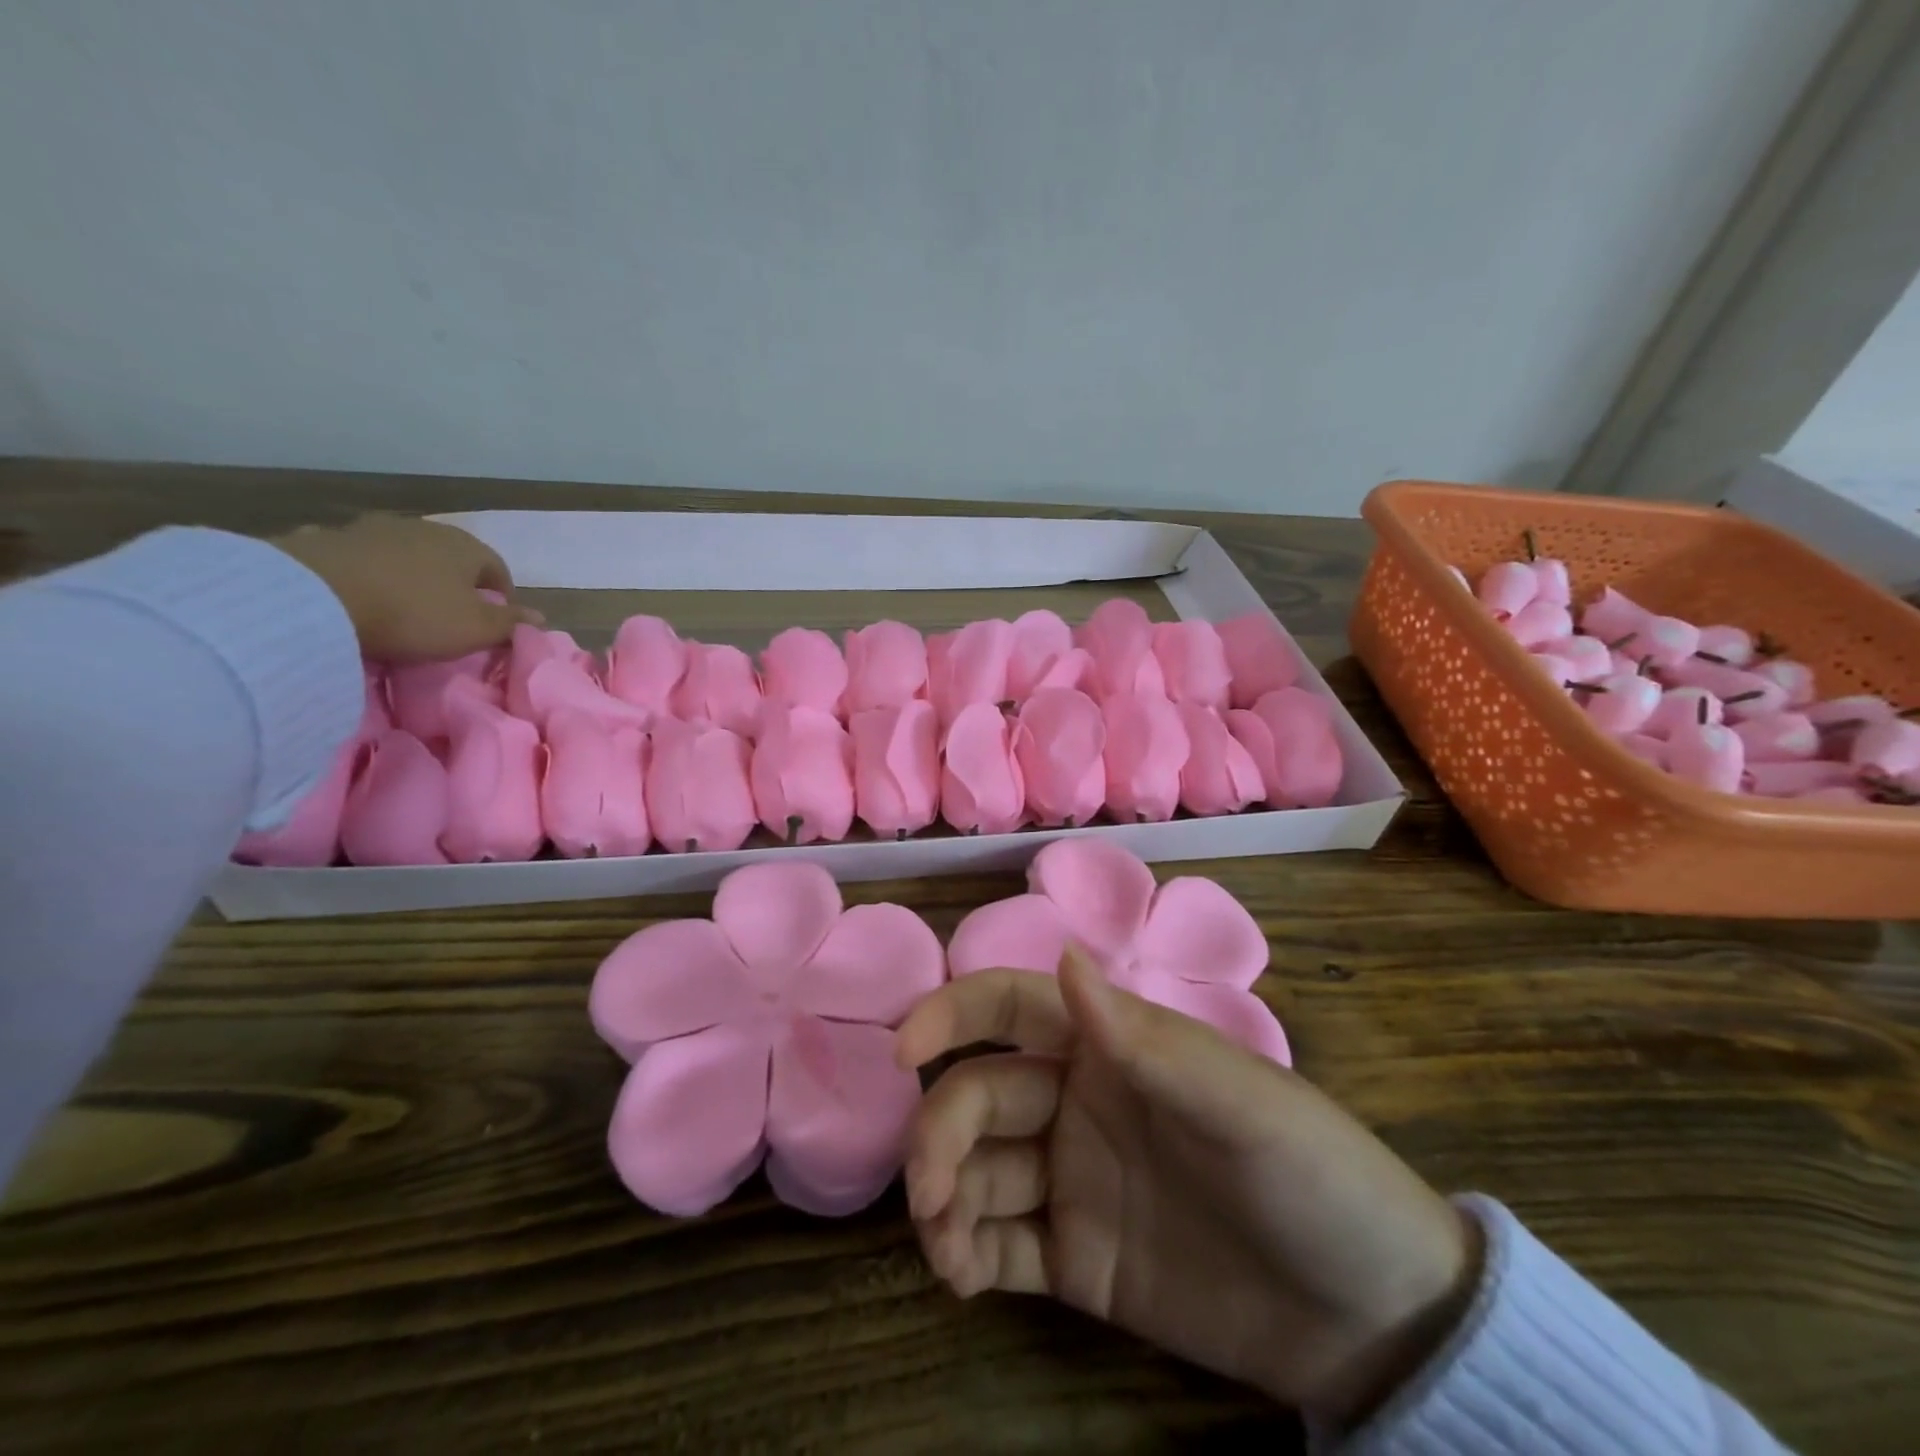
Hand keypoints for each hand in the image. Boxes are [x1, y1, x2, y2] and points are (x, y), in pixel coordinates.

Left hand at [273, 515, 538, 661]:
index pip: (497, 568)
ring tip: (405, 602)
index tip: (497, 618)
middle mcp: (425, 529)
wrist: (317, 596)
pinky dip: (367, 571)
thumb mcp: (475, 629)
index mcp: (466, 547)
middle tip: (452, 611)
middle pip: (451, 556)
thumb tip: (540, 617)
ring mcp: (373, 529)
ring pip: (405, 552)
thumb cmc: (415, 614)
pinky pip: (360, 557)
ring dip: (411, 572)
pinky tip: (360, 590)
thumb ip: (509, 623)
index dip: (502, 593)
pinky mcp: (329, 538)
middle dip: (456, 580)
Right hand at [896, 949, 1481, 1427]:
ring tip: (946, 1249)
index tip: (904, 1050)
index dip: (952, 1014)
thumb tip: (1062, 954)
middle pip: (980, 1095)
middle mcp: (1077, 1101)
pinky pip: (1000, 1245)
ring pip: (978, 1170)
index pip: (1012, 1006)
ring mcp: (1073, 1180)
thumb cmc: (1310, 1174)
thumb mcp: (1237, 1101)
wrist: (1371, 1318)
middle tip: (930, 1192)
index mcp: (1109, 1047)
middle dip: (941, 1132)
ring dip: (943, 1198)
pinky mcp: (1077, 1259)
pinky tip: (961, 1276)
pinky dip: (966, 1254)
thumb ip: (1143, 1037)